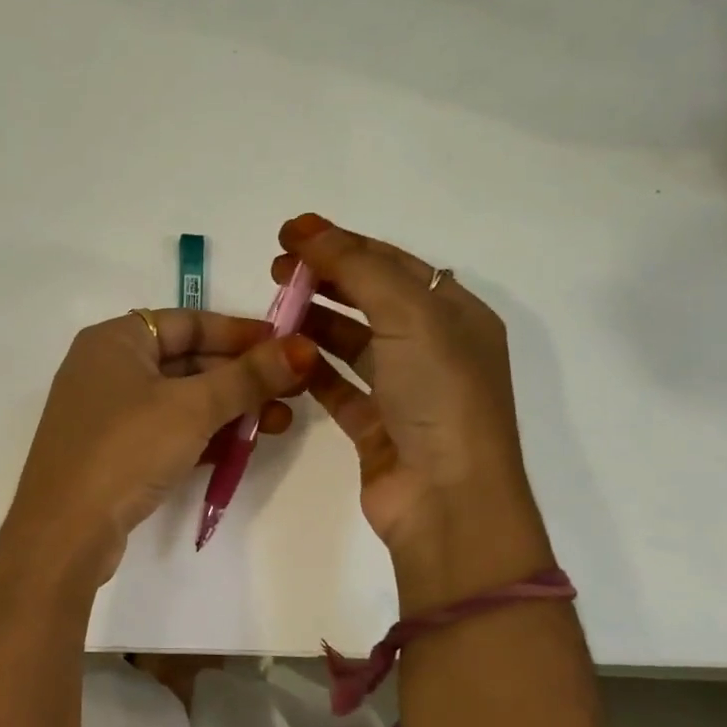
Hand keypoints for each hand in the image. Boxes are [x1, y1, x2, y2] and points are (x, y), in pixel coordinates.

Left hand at [3, 309, 319, 583]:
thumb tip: (302, 348)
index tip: (286, 347)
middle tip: (292, 392)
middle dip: (241, 378)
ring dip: (228, 410)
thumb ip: (248, 377)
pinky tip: (240, 448)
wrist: (65, 531)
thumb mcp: (193, 408)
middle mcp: (106, 369)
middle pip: (186, 362)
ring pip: (179, 401)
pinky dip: (202, 436)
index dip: (240, 333)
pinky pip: (166, 433)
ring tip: (278, 424)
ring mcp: (106, 415)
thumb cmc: (126, 449)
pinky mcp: (111, 454)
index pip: (188, 322)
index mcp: (114, 340)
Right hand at [275, 213, 552, 605]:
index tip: (289, 235)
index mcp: (456, 314)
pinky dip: (311, 370)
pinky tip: (282, 356)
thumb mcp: (408, 316)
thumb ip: (357, 267)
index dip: (342, 244)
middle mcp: (434, 348)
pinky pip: (338, 387)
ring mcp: (405, 390)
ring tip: (271, 311)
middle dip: (324, 279)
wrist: (447, 499)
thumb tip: (307, 227)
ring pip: (352, 343)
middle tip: (274, 270)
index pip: (392, 264)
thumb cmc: (439, 396)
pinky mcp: (377, 426)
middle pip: (370, 299)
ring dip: (314, 323)